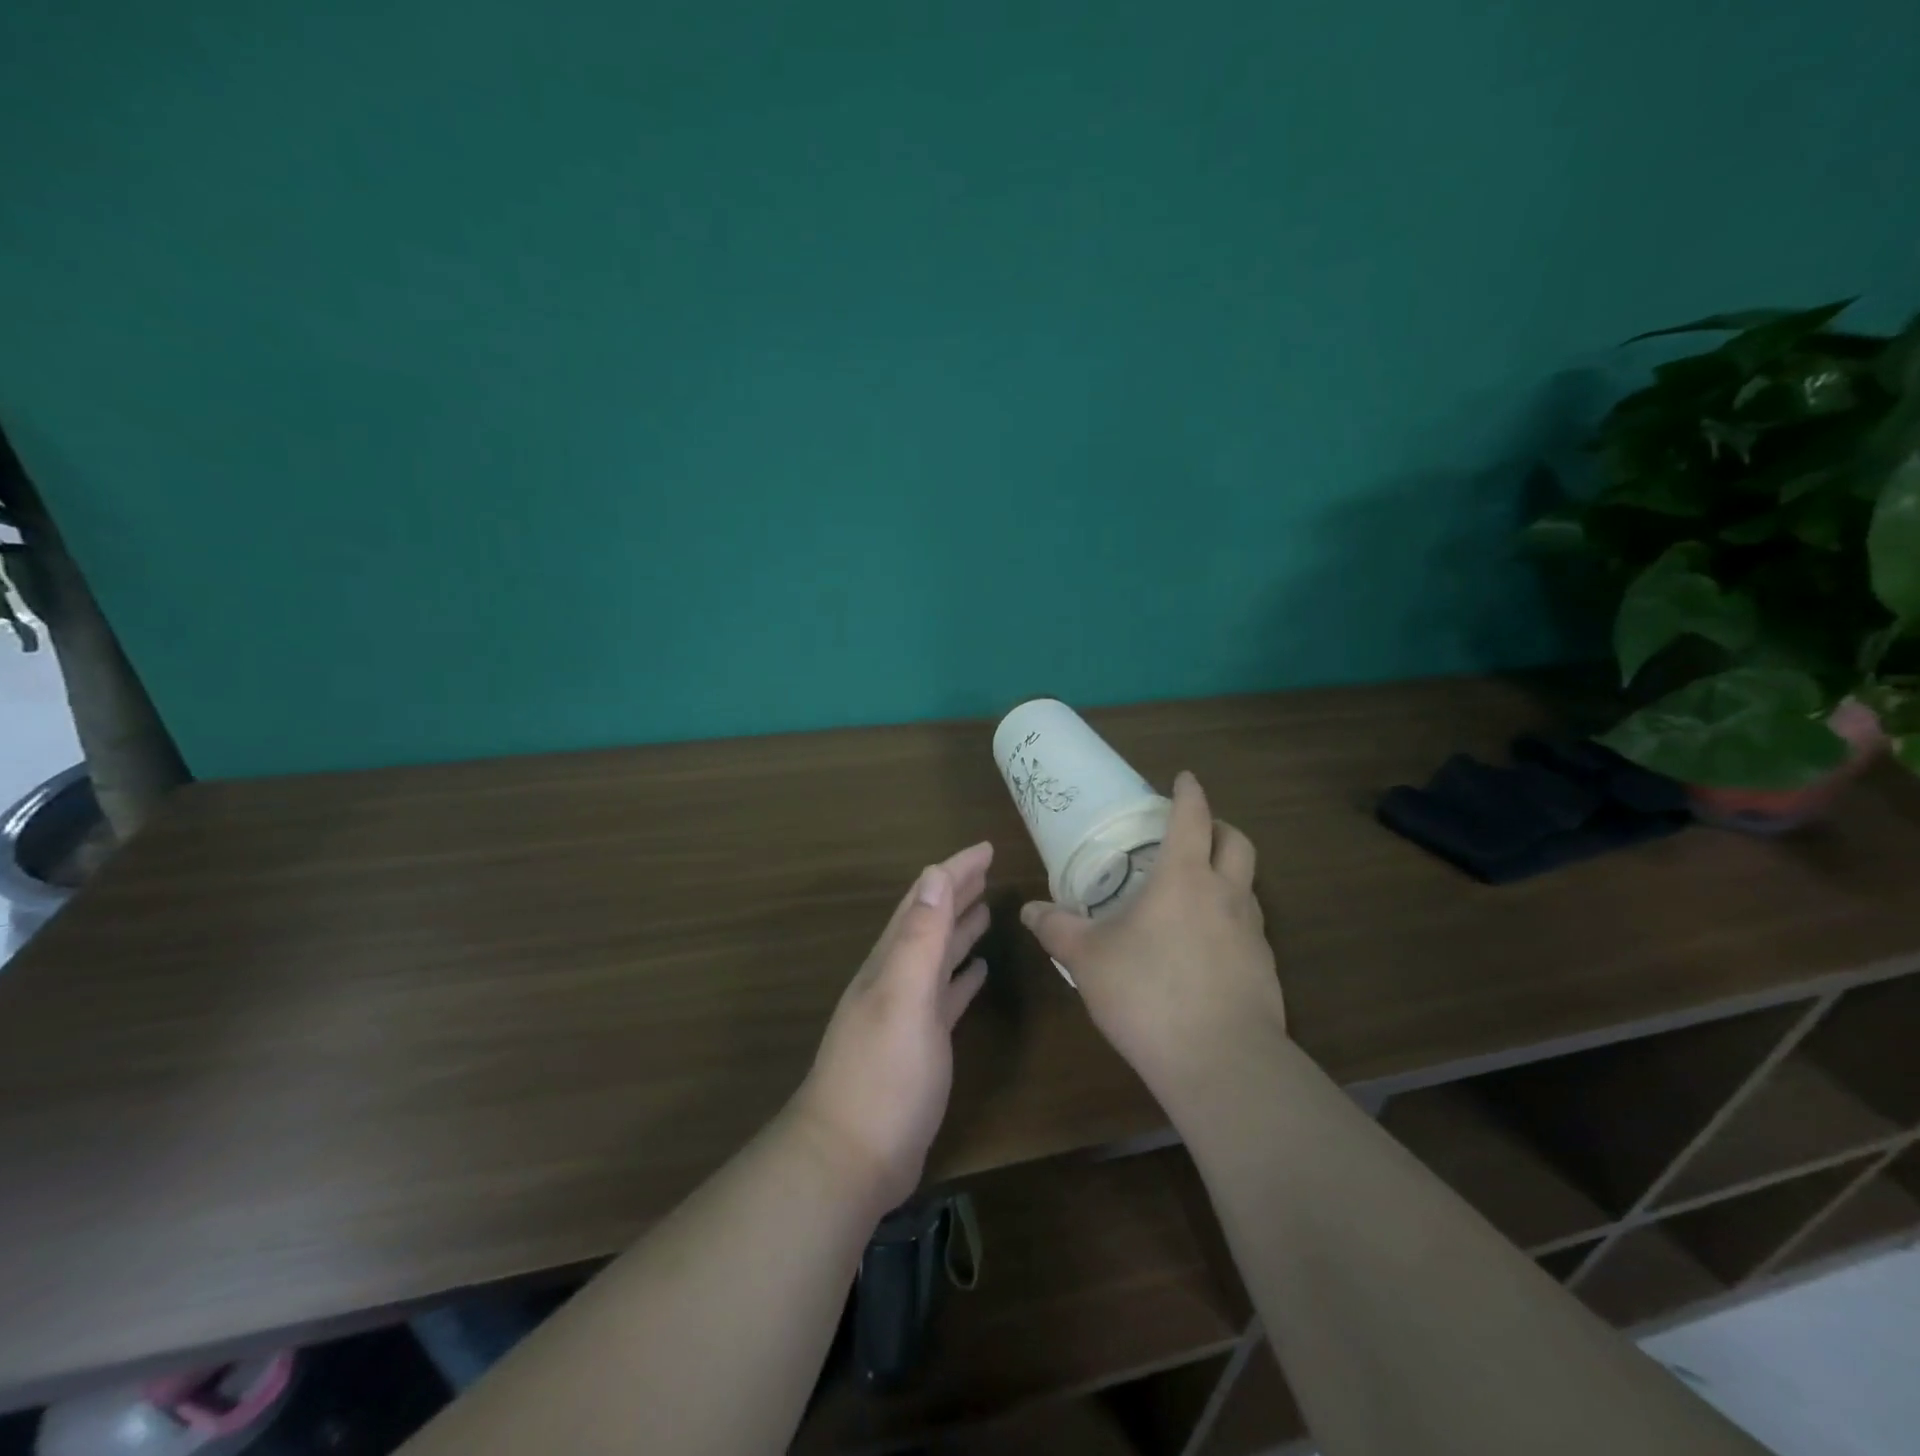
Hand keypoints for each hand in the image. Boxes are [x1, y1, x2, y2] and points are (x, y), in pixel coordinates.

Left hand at [789, 842, 993, 1216]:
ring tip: (986, 909)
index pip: (925, 900)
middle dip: (957, 891)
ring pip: (937, 956)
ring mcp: (907, 1013)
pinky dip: (960, 977)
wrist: (851, 1157)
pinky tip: (976, 972)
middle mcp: (896, 978)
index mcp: (892, 961)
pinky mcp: (920, 1045)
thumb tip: (934, 874)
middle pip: (930, 921)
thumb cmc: (882, 1074)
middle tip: (988, 868)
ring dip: (959, 929)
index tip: (986, 848)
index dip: (954, 870)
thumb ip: (919, 938)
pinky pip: (944, 997)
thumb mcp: (903, 998)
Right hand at [1020, 772, 1284, 1094]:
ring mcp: (1253, 933)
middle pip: (1237, 842)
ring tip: (1198, 890)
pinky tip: (1207, 946)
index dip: (1189, 792)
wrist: (1221, 1062)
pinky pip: (1251, 928)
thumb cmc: (1148, 994)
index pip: (1193, 817)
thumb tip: (1027, 910)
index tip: (1184, 778)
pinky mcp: (1266, 969)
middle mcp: (1226, 894)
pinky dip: (1232, 919)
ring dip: (1229, 873)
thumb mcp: (1088, 959)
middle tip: (1196, 832)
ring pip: (1249, 885)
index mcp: (1184, 877)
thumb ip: (1057, 928)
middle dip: (1220, 827)